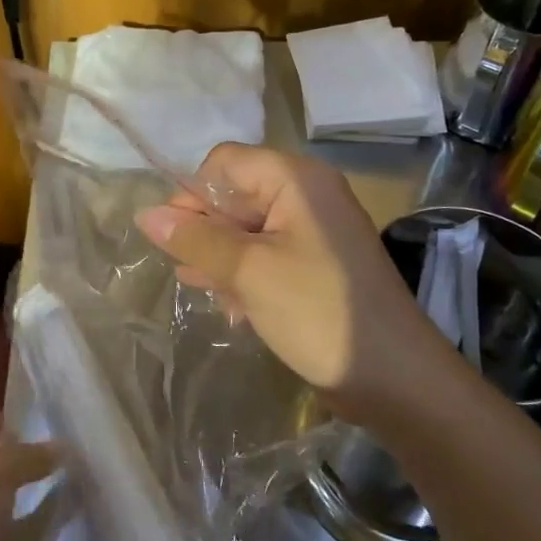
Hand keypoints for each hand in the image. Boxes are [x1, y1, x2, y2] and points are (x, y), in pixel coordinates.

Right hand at [135, 143, 453, 417]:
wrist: (395, 378)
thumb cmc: (318, 311)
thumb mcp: (248, 271)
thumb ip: (195, 239)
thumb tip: (145, 214)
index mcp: (296, 179)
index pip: (223, 163)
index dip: (193, 195)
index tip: (177, 239)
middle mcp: (306, 194)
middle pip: (234, 196)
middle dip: (207, 233)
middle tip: (193, 274)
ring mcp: (313, 231)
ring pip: (246, 229)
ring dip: (223, 259)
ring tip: (210, 293)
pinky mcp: (315, 264)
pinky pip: (266, 254)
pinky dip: (246, 275)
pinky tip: (235, 309)